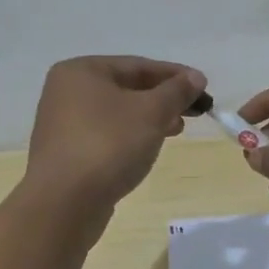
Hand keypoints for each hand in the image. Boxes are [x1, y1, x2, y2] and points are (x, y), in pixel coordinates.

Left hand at [24, 56, 205, 214]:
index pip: (138, 65)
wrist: (64, 203)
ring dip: (151, 118)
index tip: (203, 86)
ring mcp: (64, 124)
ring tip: (177, 130)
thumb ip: (176, 91)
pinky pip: (108, 134)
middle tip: (195, 111)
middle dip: (163, 98)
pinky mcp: (68, 152)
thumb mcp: (151, 112)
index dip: (175, 75)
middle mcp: (67, 92)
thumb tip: (196, 77)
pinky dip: (132, 135)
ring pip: (119, 113)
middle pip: (127, 87)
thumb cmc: (109, 144)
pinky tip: (150, 147)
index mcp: (82, 71)